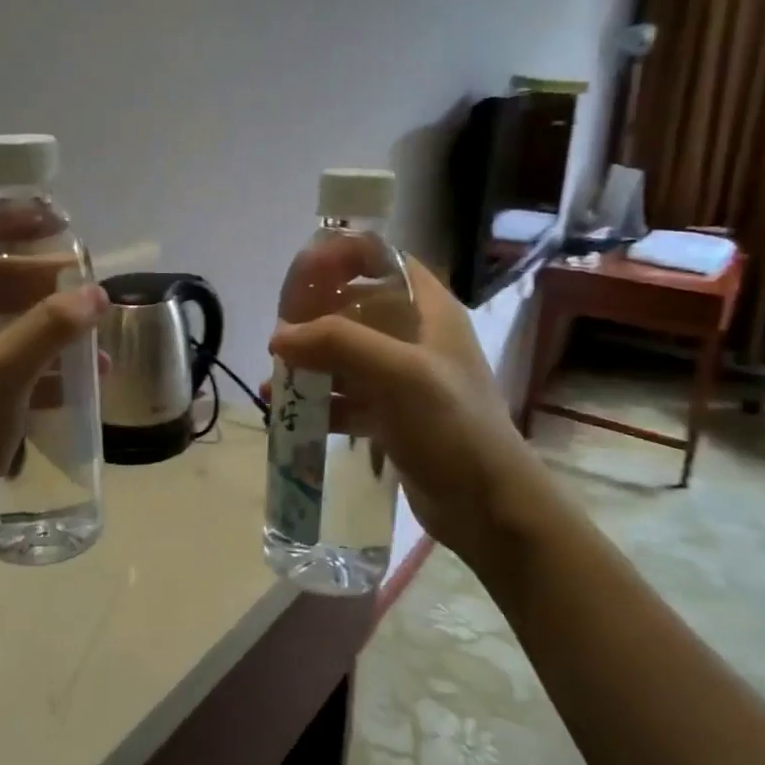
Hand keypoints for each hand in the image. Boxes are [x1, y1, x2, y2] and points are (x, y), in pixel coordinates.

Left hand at [0, 225, 106, 543]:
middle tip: (84, 284)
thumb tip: (97, 293)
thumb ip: (51, 326)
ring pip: (3, 324)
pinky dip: (40, 362)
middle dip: (39, 281)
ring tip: (91, 331)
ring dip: (46, 324)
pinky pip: (6, 362)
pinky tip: (80, 377)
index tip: (54, 230)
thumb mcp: (2, 370)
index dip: (8, 228)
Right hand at [268, 259, 574, 560]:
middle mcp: (416, 336)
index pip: (382, 259)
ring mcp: (403, 378)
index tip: (301, 275)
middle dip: (314, 317)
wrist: (489, 508)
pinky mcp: (392, 415)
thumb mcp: (398, 374)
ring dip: (310, 363)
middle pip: (355, 306)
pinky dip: (318, 401)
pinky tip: (287, 414)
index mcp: (429, 310)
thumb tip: (279, 336)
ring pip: (346, 354)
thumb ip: (338, 344)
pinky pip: (346, 396)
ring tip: (275, 381)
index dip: (342, 257)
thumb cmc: (452, 427)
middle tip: (280, 336)